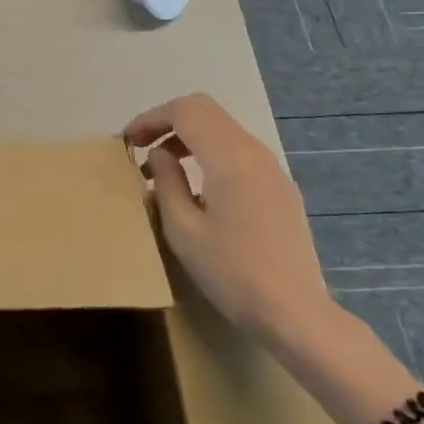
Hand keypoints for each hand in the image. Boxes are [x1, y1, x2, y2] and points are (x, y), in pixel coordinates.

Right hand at [124, 94, 329, 337]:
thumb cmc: (231, 273)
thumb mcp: (183, 230)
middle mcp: (255, 152)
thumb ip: (167, 183)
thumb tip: (159, 156)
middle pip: (206, 111)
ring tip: (162, 170)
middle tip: (141, 148)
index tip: (128, 142)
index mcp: (230, 158)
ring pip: (224, 129)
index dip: (151, 118)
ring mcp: (273, 169)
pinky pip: (239, 152)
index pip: (185, 111)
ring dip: (189, 137)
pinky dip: (210, 153)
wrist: (295, 312)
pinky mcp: (280, 188)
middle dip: (168, 121)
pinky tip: (196, 188)